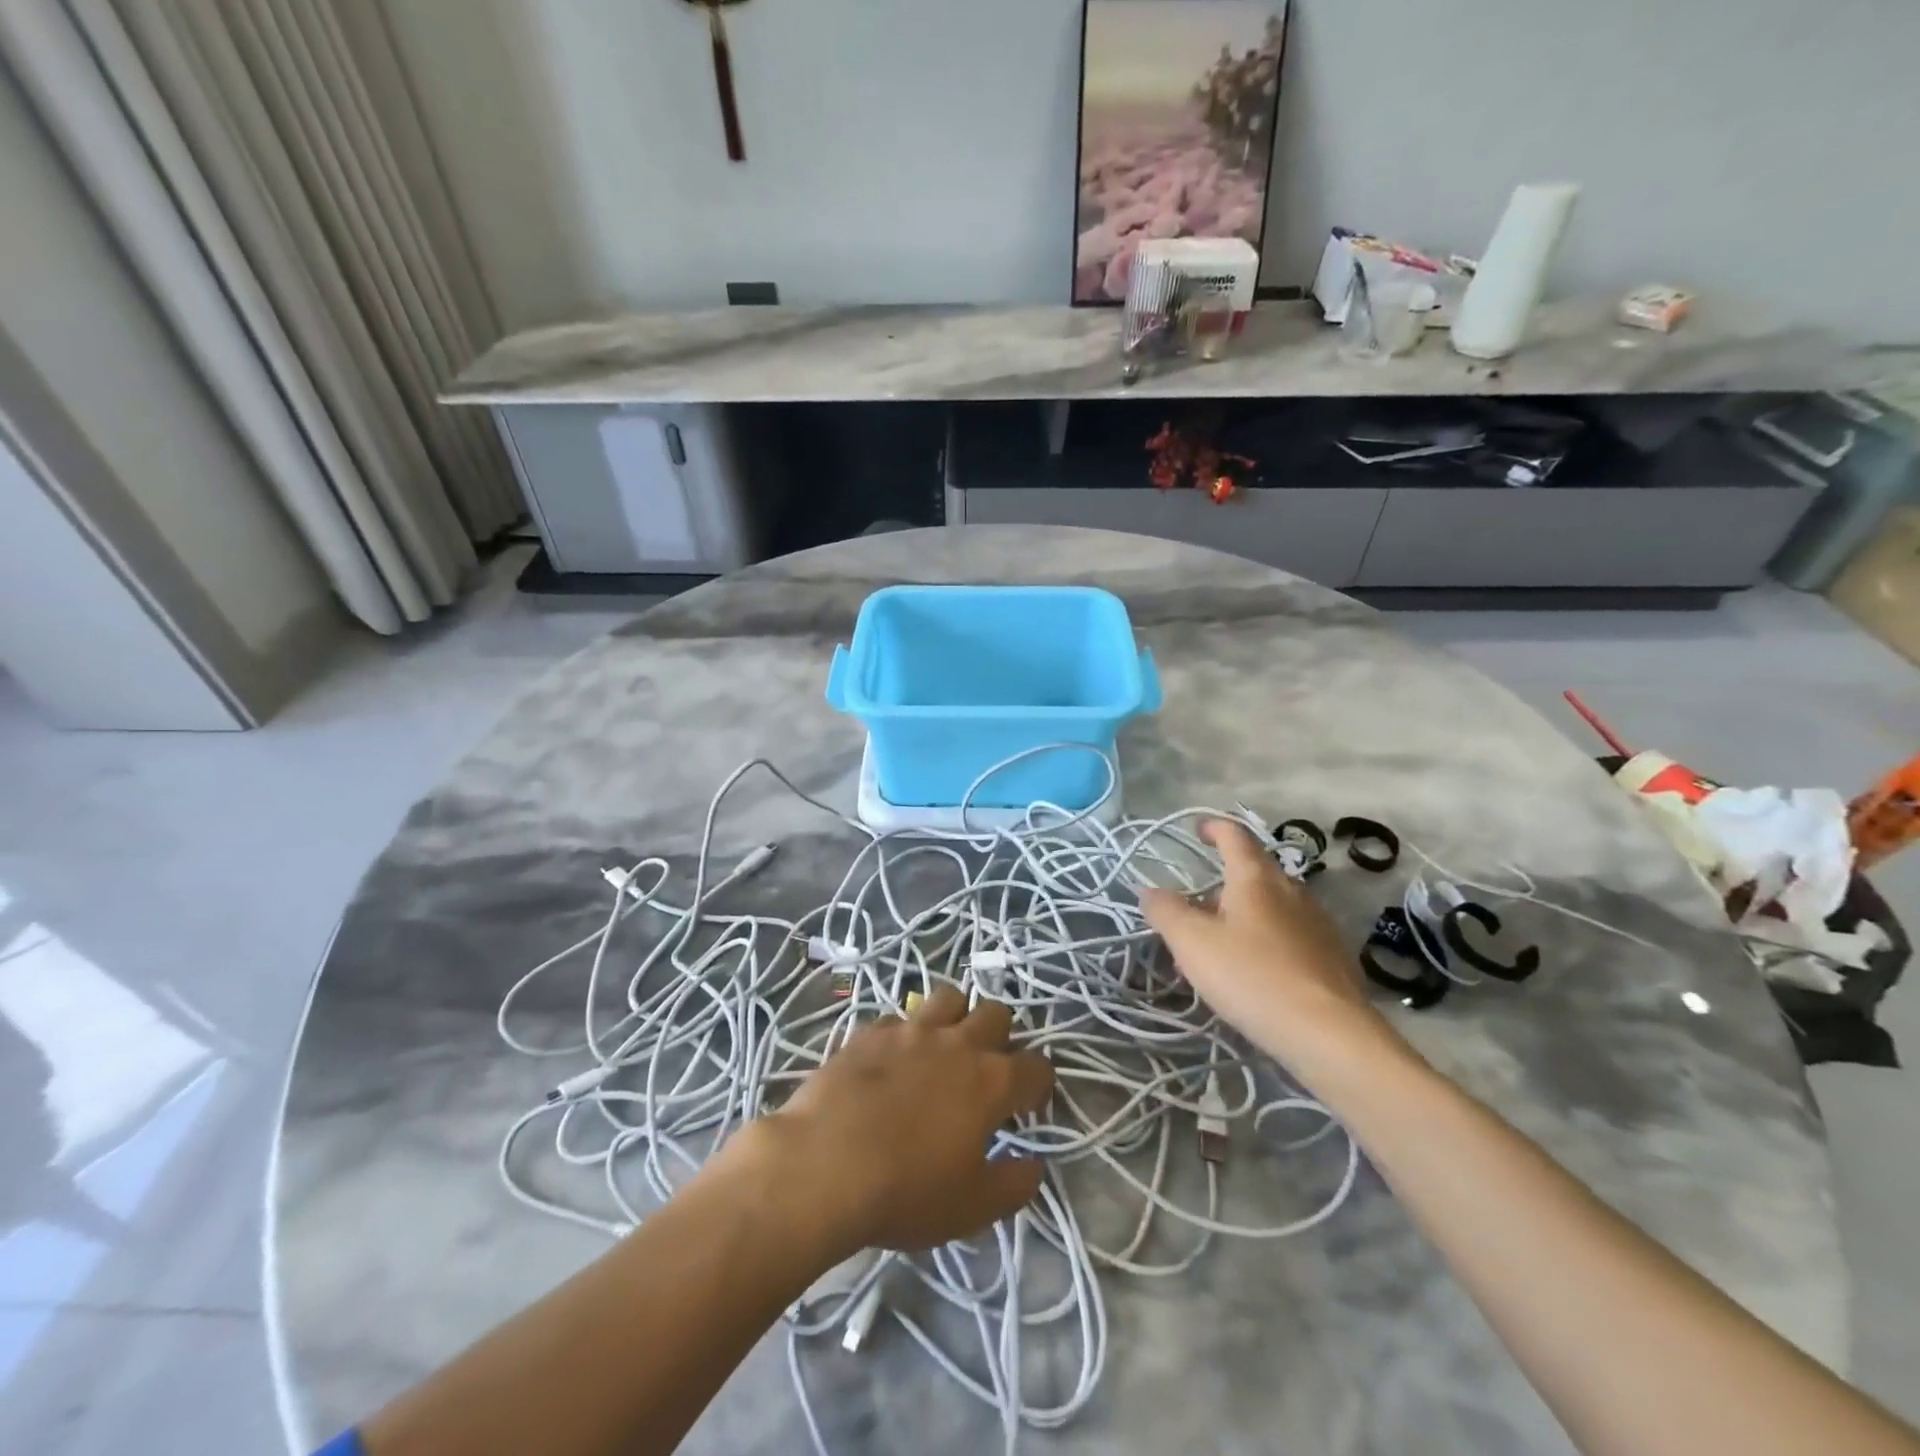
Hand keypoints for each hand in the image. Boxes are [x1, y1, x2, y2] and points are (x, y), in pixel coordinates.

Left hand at [739, 986, 1053, 1259]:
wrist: (824, 1164)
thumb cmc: (906, 1190)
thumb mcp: (971, 1208)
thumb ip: (1013, 1186)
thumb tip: (1033, 1166)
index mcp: (991, 1081)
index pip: (1036, 1066)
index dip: (1039, 1085)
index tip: (1028, 1106)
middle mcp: (958, 1043)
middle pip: (996, 1014)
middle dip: (1001, 1036)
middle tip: (986, 1070)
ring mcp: (912, 1030)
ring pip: (949, 997)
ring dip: (956, 1016)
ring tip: (944, 1047)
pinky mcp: (871, 1030)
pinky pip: (900, 1016)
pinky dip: (906, 1032)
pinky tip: (894, 1059)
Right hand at [1139, 818, 1406, 1083]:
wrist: (1329, 1035)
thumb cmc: (1252, 977)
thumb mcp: (1192, 943)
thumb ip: (1166, 911)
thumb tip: (1149, 890)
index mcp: (1256, 878)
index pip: (1234, 836)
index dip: (1213, 827)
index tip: (1196, 828)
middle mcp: (1292, 891)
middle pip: (1254, 873)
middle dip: (1222, 884)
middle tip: (1194, 909)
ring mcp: (1318, 924)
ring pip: (1271, 907)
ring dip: (1241, 917)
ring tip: (1217, 949)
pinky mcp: (1332, 958)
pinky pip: (1288, 936)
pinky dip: (1264, 942)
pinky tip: (1253, 974)